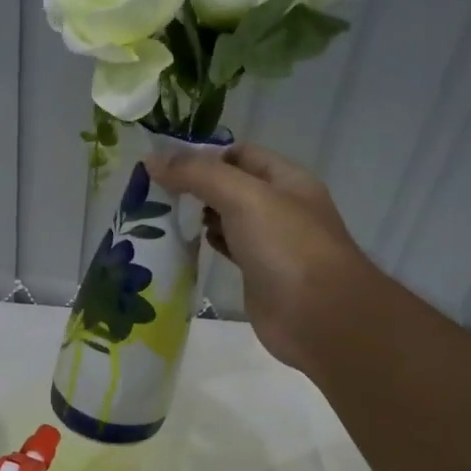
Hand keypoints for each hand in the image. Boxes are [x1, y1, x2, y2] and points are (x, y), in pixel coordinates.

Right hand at [148, 142, 373, 372]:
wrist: (318, 317)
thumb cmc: (286, 248)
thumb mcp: (243, 198)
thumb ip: (198, 175)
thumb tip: (152, 159)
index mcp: (285, 179)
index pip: (240, 153)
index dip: (204, 154)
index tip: (164, 165)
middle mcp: (279, 206)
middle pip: (231, 185)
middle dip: (196, 185)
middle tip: (153, 191)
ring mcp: (270, 243)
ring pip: (228, 218)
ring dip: (198, 216)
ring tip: (159, 216)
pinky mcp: (258, 274)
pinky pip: (228, 249)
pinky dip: (206, 244)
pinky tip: (183, 246)